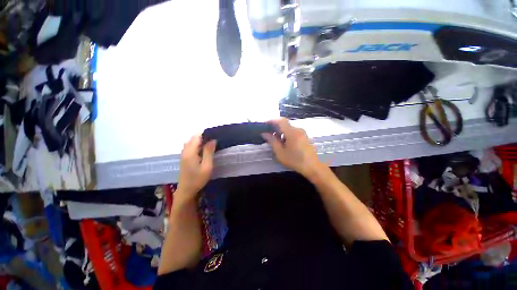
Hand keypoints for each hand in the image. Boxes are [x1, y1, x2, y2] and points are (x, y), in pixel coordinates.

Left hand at [176, 135, 216, 199]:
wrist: (186, 191)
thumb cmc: (198, 179)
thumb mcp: (207, 166)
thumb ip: (209, 152)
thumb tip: (212, 140)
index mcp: (190, 152)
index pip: (197, 137)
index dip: (205, 133)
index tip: (214, 133)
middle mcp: (185, 151)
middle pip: (193, 138)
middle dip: (202, 135)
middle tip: (214, 137)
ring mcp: (183, 155)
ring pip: (190, 142)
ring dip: (199, 140)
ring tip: (209, 142)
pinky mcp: (184, 158)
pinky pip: (189, 147)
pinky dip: (196, 144)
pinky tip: (203, 148)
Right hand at [262, 118, 324, 178]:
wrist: (312, 167)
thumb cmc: (295, 160)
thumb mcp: (280, 153)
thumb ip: (272, 141)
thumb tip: (264, 133)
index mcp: (292, 132)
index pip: (281, 120)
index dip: (272, 120)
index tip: (265, 124)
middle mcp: (298, 129)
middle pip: (284, 124)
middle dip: (275, 127)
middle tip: (268, 134)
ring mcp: (302, 132)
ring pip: (288, 128)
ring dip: (281, 132)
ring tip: (275, 140)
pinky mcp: (304, 136)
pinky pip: (293, 131)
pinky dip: (286, 134)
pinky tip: (283, 143)